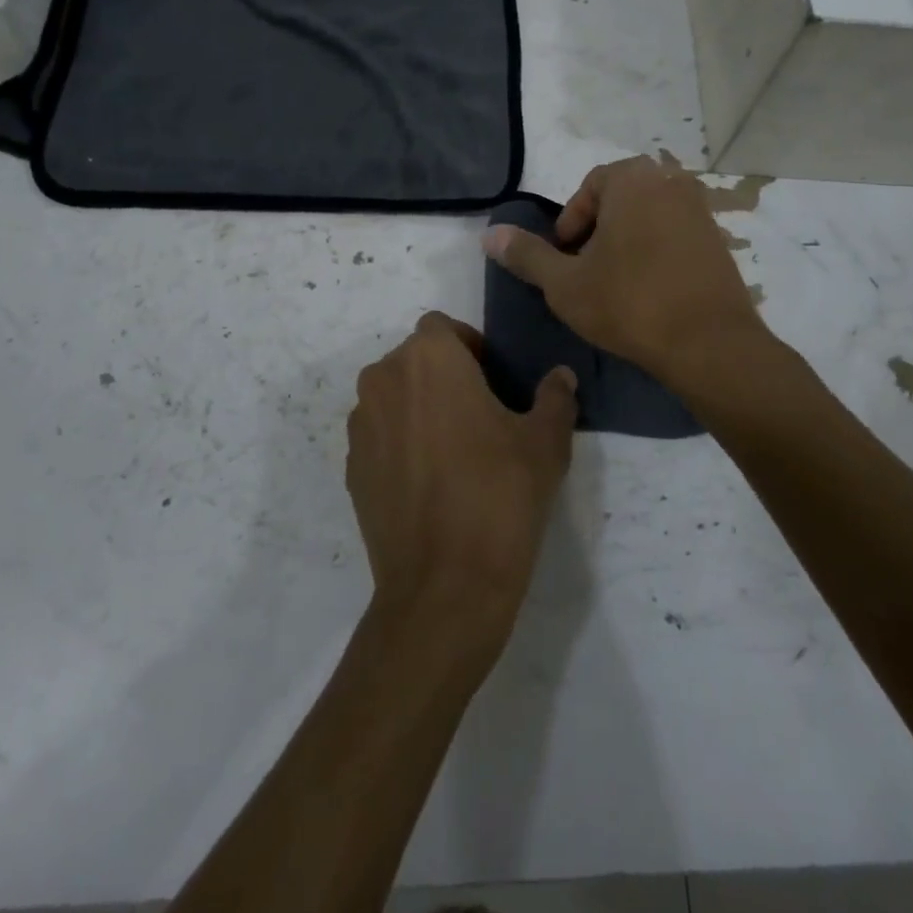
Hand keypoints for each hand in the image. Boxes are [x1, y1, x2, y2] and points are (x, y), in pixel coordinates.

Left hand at [346, 312, 577, 650]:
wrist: (445, 585)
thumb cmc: (501, 494)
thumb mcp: (545, 442)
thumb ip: (555, 397)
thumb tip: (561, 377)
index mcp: (428, 359)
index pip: (443, 327)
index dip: (469, 346)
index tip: (494, 381)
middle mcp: (383, 380)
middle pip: (415, 360)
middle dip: (445, 376)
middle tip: (482, 416)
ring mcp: (361, 426)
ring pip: (394, 397)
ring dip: (420, 408)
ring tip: (455, 452)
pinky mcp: (351, 468)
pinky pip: (380, 437)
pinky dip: (401, 444)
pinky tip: (430, 484)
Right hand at [481, 156, 766, 383]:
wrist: (709, 344)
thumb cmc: (629, 304)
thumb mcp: (565, 283)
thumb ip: (527, 254)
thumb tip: (490, 235)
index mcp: (633, 180)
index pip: (590, 187)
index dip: (570, 223)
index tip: (565, 257)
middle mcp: (671, 182)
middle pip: (620, 199)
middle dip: (598, 231)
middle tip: (585, 269)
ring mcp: (701, 210)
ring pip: (648, 217)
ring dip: (626, 241)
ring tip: (615, 283)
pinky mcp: (719, 240)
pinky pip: (675, 235)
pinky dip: (656, 252)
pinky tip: (649, 290)